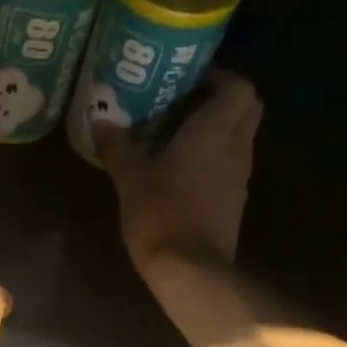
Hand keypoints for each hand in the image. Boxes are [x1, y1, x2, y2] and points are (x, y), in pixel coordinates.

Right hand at [96, 69, 262, 282]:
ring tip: (178, 136)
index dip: (219, 77)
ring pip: (239, 138)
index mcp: (215, 130)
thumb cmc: (161, 214)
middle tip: (186, 103)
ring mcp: (239, 177)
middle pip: (246, 109)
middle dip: (223, 100)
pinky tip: (183, 171)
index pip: (238, 86)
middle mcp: (236, 147)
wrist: (190, 269)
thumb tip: (100, 120)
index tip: (189, 79)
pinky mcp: (234, 203)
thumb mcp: (130, 178)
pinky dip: (213, 160)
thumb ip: (117, 146)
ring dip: (217, 131)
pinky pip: (229, 167)